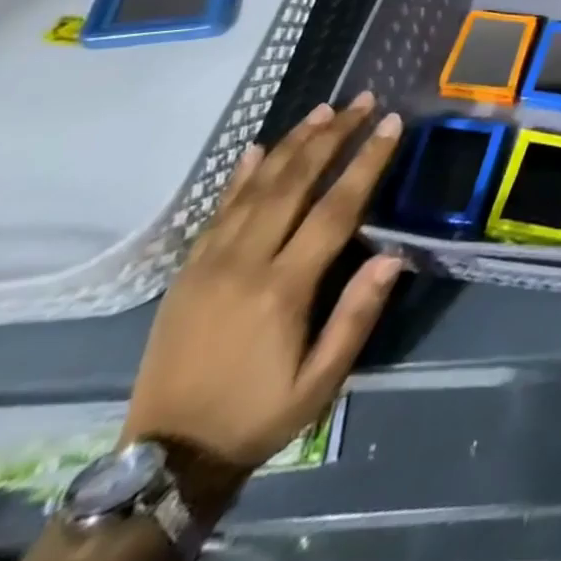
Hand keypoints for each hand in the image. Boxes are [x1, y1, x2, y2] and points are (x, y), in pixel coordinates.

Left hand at [121, 93, 404, 514]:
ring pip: (256, 186)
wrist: (166, 459)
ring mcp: (209, 262)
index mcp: (283, 288)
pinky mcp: (187, 270)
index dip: (366, 162)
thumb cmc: (257, 416)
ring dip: (292, 142)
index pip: (335, 208)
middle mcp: (245, 262)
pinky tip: (258, 148)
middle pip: (294, 182)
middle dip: (332, 135)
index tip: (389, 124)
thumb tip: (394, 256)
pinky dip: (241, 174)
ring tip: (322, 110)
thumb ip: (356, 315)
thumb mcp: (320, 381)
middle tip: (361, 101)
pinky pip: (218, 209)